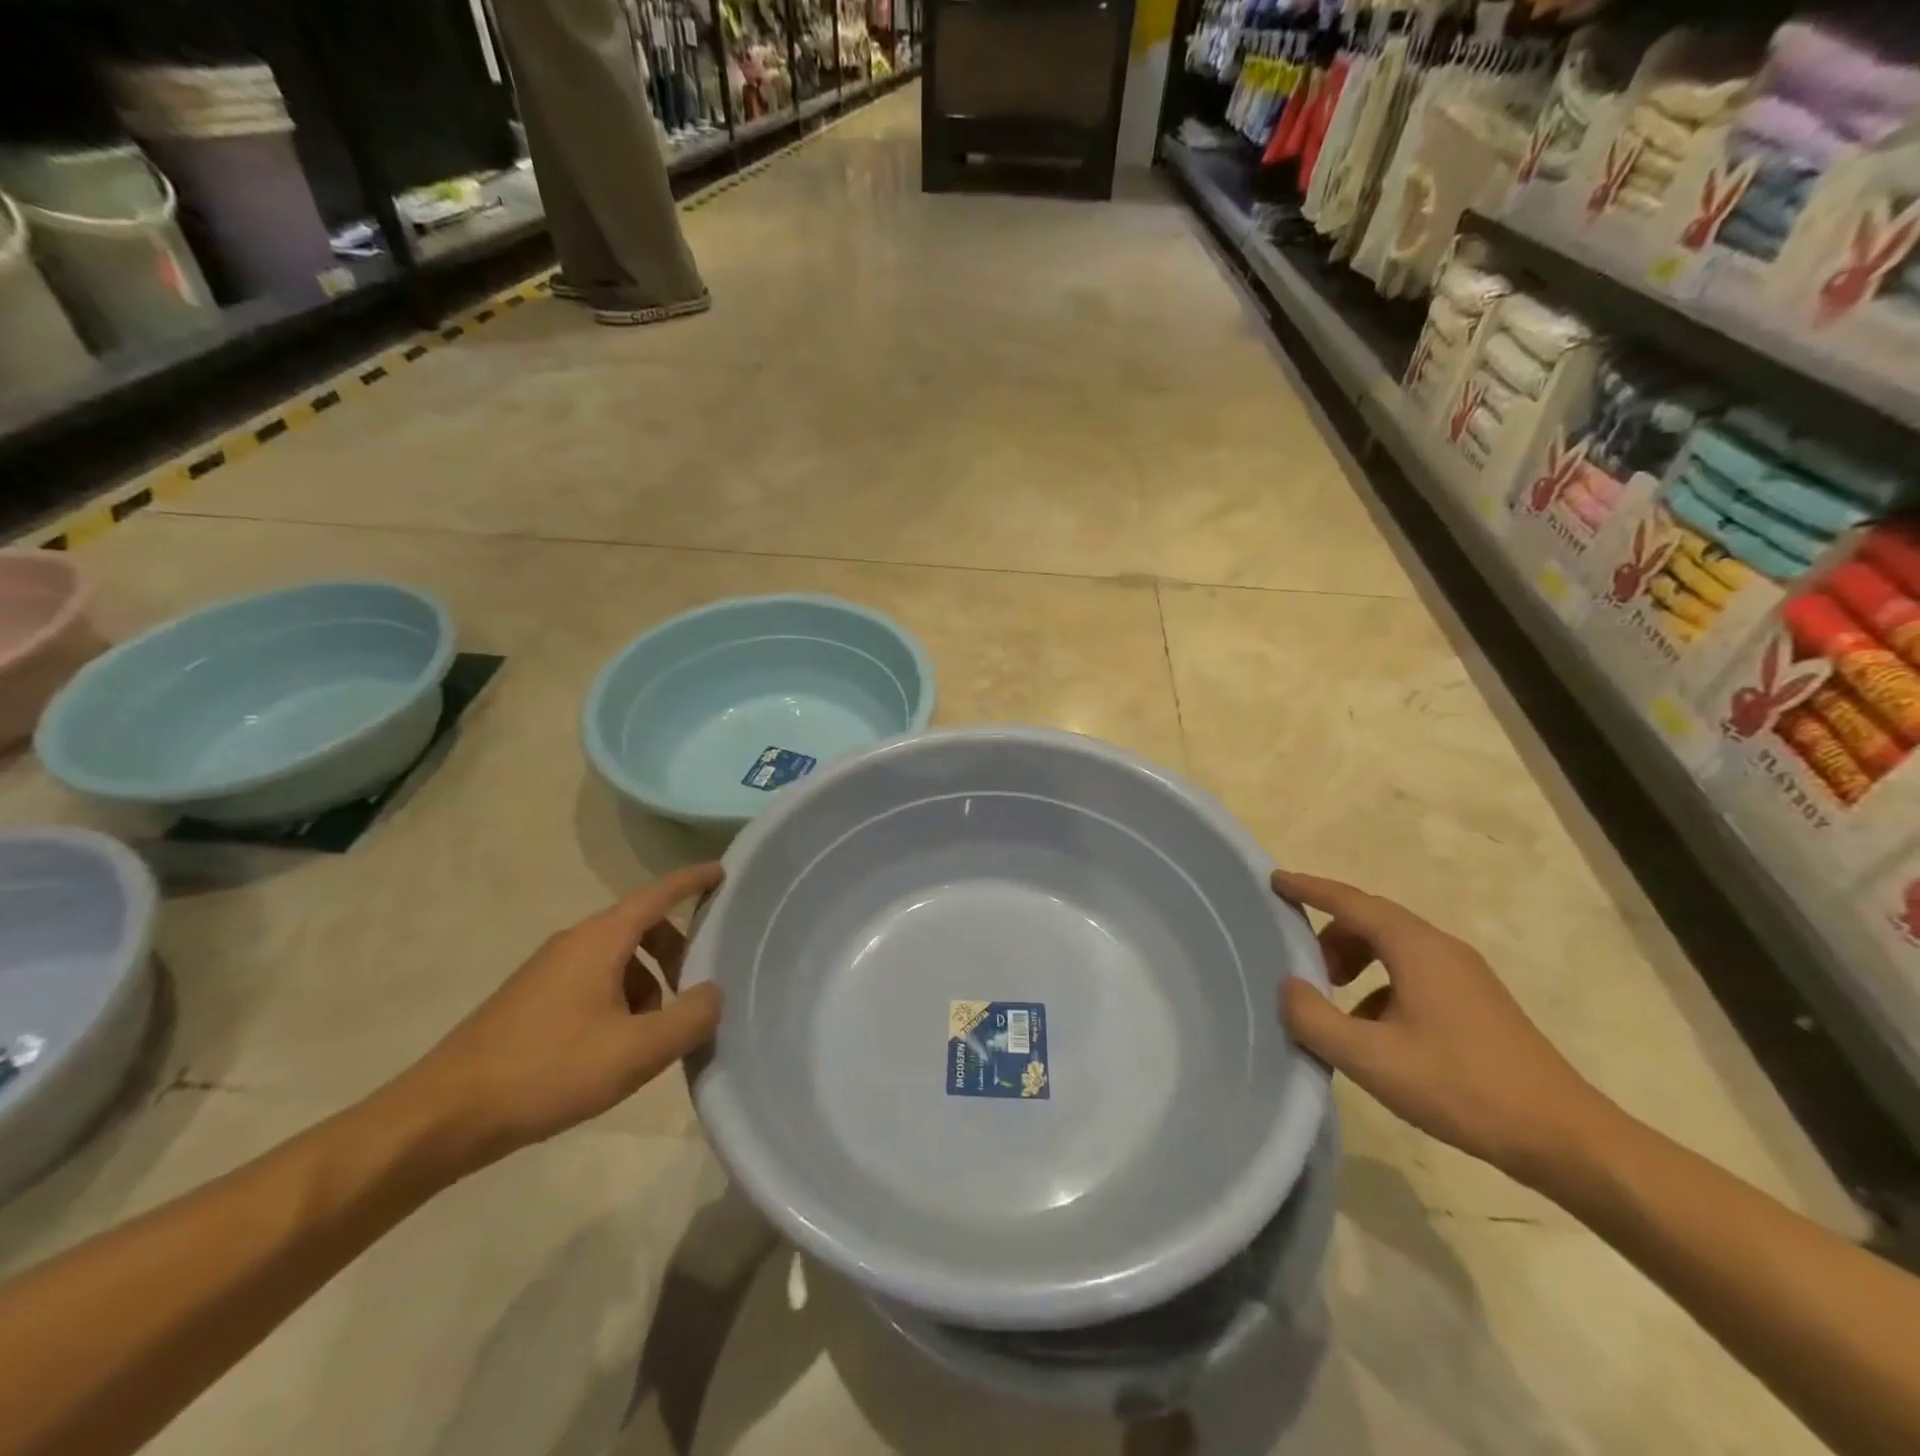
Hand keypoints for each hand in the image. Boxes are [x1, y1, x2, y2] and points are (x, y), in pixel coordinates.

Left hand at [390, 863, 725, 1172]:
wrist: (443, 1117)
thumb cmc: (548, 1070)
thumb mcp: (637, 1050)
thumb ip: (690, 1018)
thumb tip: (713, 993)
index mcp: (600, 940)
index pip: (658, 894)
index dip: (693, 881)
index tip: (722, 872)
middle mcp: (573, 942)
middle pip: (640, 927)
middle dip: (676, 949)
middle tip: (696, 986)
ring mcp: (547, 971)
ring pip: (616, 959)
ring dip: (648, 982)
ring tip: (654, 1032)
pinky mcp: (530, 1000)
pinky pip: (592, 981)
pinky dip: (620, 998)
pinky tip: (616, 1047)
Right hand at [1275, 870, 1610, 1181]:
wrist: (1564, 1138)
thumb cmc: (1461, 1087)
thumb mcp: (1371, 1058)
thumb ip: (1315, 1019)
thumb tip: (1287, 987)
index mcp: (1416, 948)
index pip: (1350, 902)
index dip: (1308, 888)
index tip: (1274, 881)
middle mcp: (1441, 948)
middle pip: (1371, 920)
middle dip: (1329, 934)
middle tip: (1300, 964)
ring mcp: (1464, 975)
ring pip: (1393, 947)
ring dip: (1354, 960)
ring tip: (1333, 999)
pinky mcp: (1476, 1002)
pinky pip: (1412, 972)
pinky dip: (1380, 984)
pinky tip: (1374, 1030)